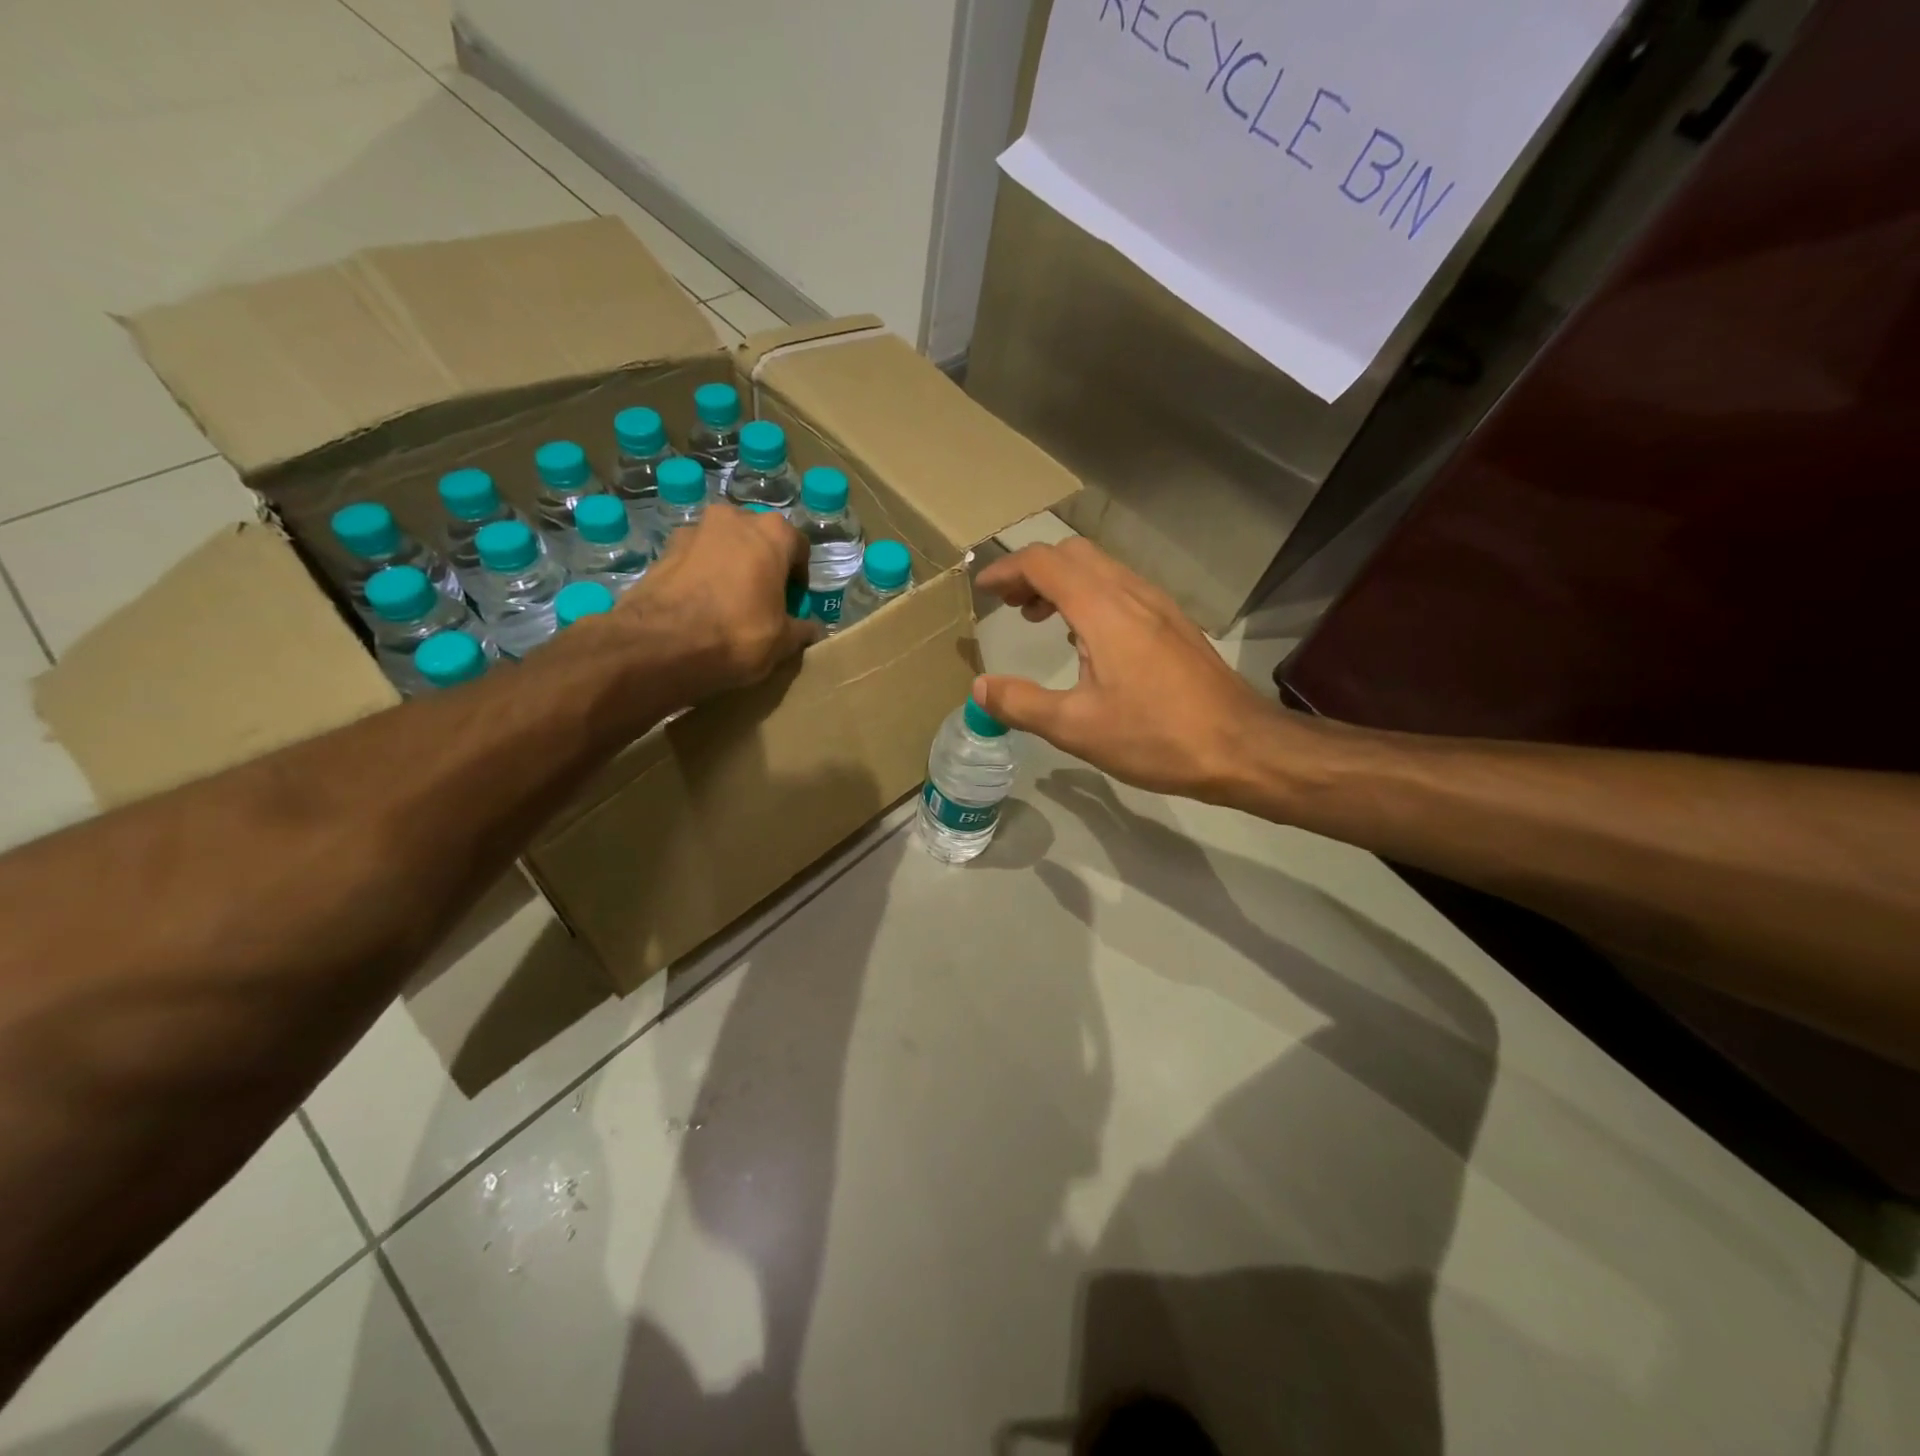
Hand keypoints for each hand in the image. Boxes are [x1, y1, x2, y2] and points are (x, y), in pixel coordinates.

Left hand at [621, 503, 822, 701]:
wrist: (660, 644)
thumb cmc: (737, 634)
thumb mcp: (782, 641)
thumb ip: (800, 630)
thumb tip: (809, 629)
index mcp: (772, 533)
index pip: (798, 546)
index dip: (799, 575)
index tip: (794, 600)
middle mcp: (733, 519)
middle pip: (758, 539)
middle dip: (763, 564)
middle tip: (764, 599)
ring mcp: (693, 530)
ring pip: (723, 546)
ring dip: (730, 567)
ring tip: (729, 603)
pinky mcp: (663, 550)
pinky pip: (695, 560)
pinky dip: (702, 576)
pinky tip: (701, 607)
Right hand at [973, 539, 1296, 802]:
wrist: (1241, 747)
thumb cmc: (1155, 736)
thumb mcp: (1077, 728)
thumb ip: (1021, 703)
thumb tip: (980, 688)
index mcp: (1103, 609)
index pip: (1043, 563)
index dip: (1006, 570)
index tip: (982, 591)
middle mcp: (1131, 593)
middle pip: (1073, 554)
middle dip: (1033, 570)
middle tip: (1009, 604)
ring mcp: (1158, 604)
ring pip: (1100, 568)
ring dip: (1062, 582)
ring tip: (1038, 618)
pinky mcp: (1173, 623)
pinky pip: (1121, 588)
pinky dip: (1089, 596)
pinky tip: (1084, 640)